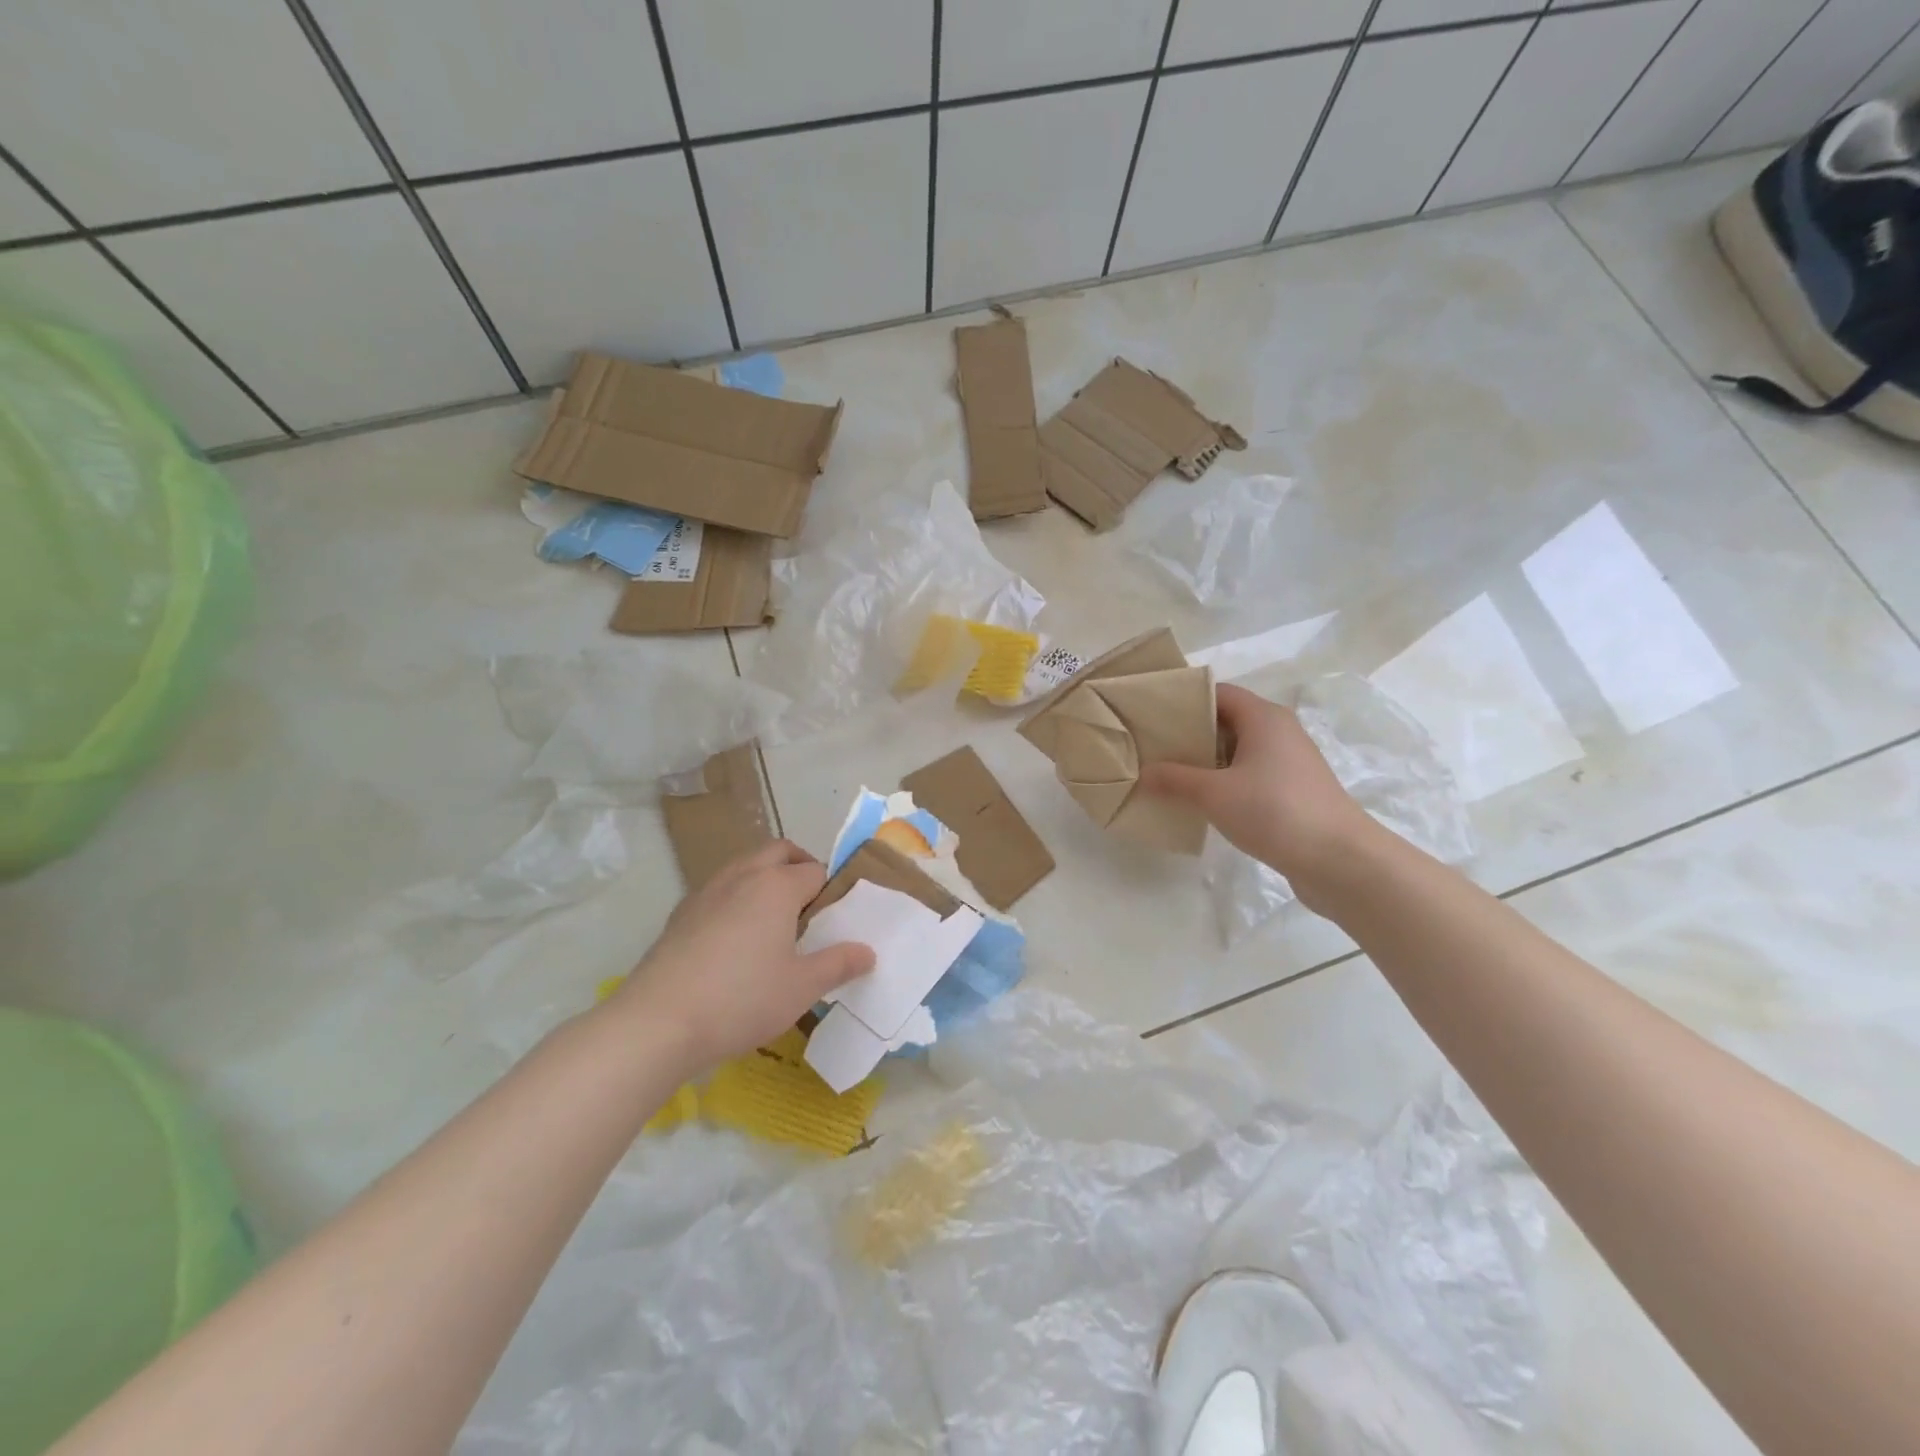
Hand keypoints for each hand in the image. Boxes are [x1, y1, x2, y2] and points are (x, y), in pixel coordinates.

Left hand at [607, 840, 875, 1072]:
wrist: (658, 1022)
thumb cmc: (742, 999)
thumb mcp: (801, 988)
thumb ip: (838, 964)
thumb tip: (867, 952)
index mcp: (777, 886)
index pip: (815, 871)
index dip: (830, 891)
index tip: (834, 919)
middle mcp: (742, 876)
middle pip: (778, 851)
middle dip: (799, 866)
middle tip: (810, 902)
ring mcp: (706, 891)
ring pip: (744, 865)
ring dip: (765, 877)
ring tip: (773, 919)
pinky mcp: (681, 913)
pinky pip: (719, 889)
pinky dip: (736, 897)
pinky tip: (734, 940)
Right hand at [1139, 684, 1375, 897]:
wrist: (1340, 860)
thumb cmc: (1274, 811)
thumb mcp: (1214, 794)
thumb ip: (1175, 780)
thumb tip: (1142, 773)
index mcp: (1263, 717)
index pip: (1217, 692)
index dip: (1183, 698)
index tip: (1150, 713)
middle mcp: (1279, 730)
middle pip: (1226, 719)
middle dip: (1189, 732)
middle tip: (1151, 746)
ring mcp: (1289, 761)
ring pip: (1237, 749)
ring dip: (1205, 759)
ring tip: (1168, 773)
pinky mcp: (1292, 789)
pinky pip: (1249, 773)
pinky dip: (1224, 779)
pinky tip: (1201, 799)